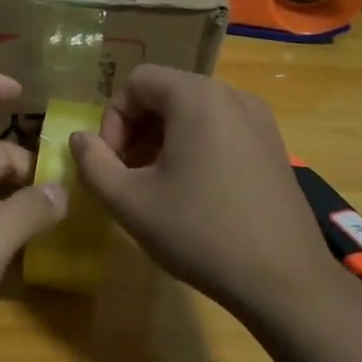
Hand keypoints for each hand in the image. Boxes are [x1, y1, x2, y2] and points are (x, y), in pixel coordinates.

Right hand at [68, 65, 335, 313]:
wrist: (283, 279)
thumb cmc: (199, 233)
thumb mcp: (129, 203)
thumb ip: (93, 164)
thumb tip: (78, 139)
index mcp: (197, 98)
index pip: (137, 82)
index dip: (112, 119)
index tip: (113, 164)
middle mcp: (232, 95)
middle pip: (166, 92)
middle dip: (137, 129)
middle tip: (129, 175)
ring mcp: (260, 119)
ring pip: (193, 112)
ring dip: (164, 139)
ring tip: (158, 185)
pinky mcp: (273, 145)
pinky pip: (220, 128)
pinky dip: (195, 147)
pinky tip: (195, 192)